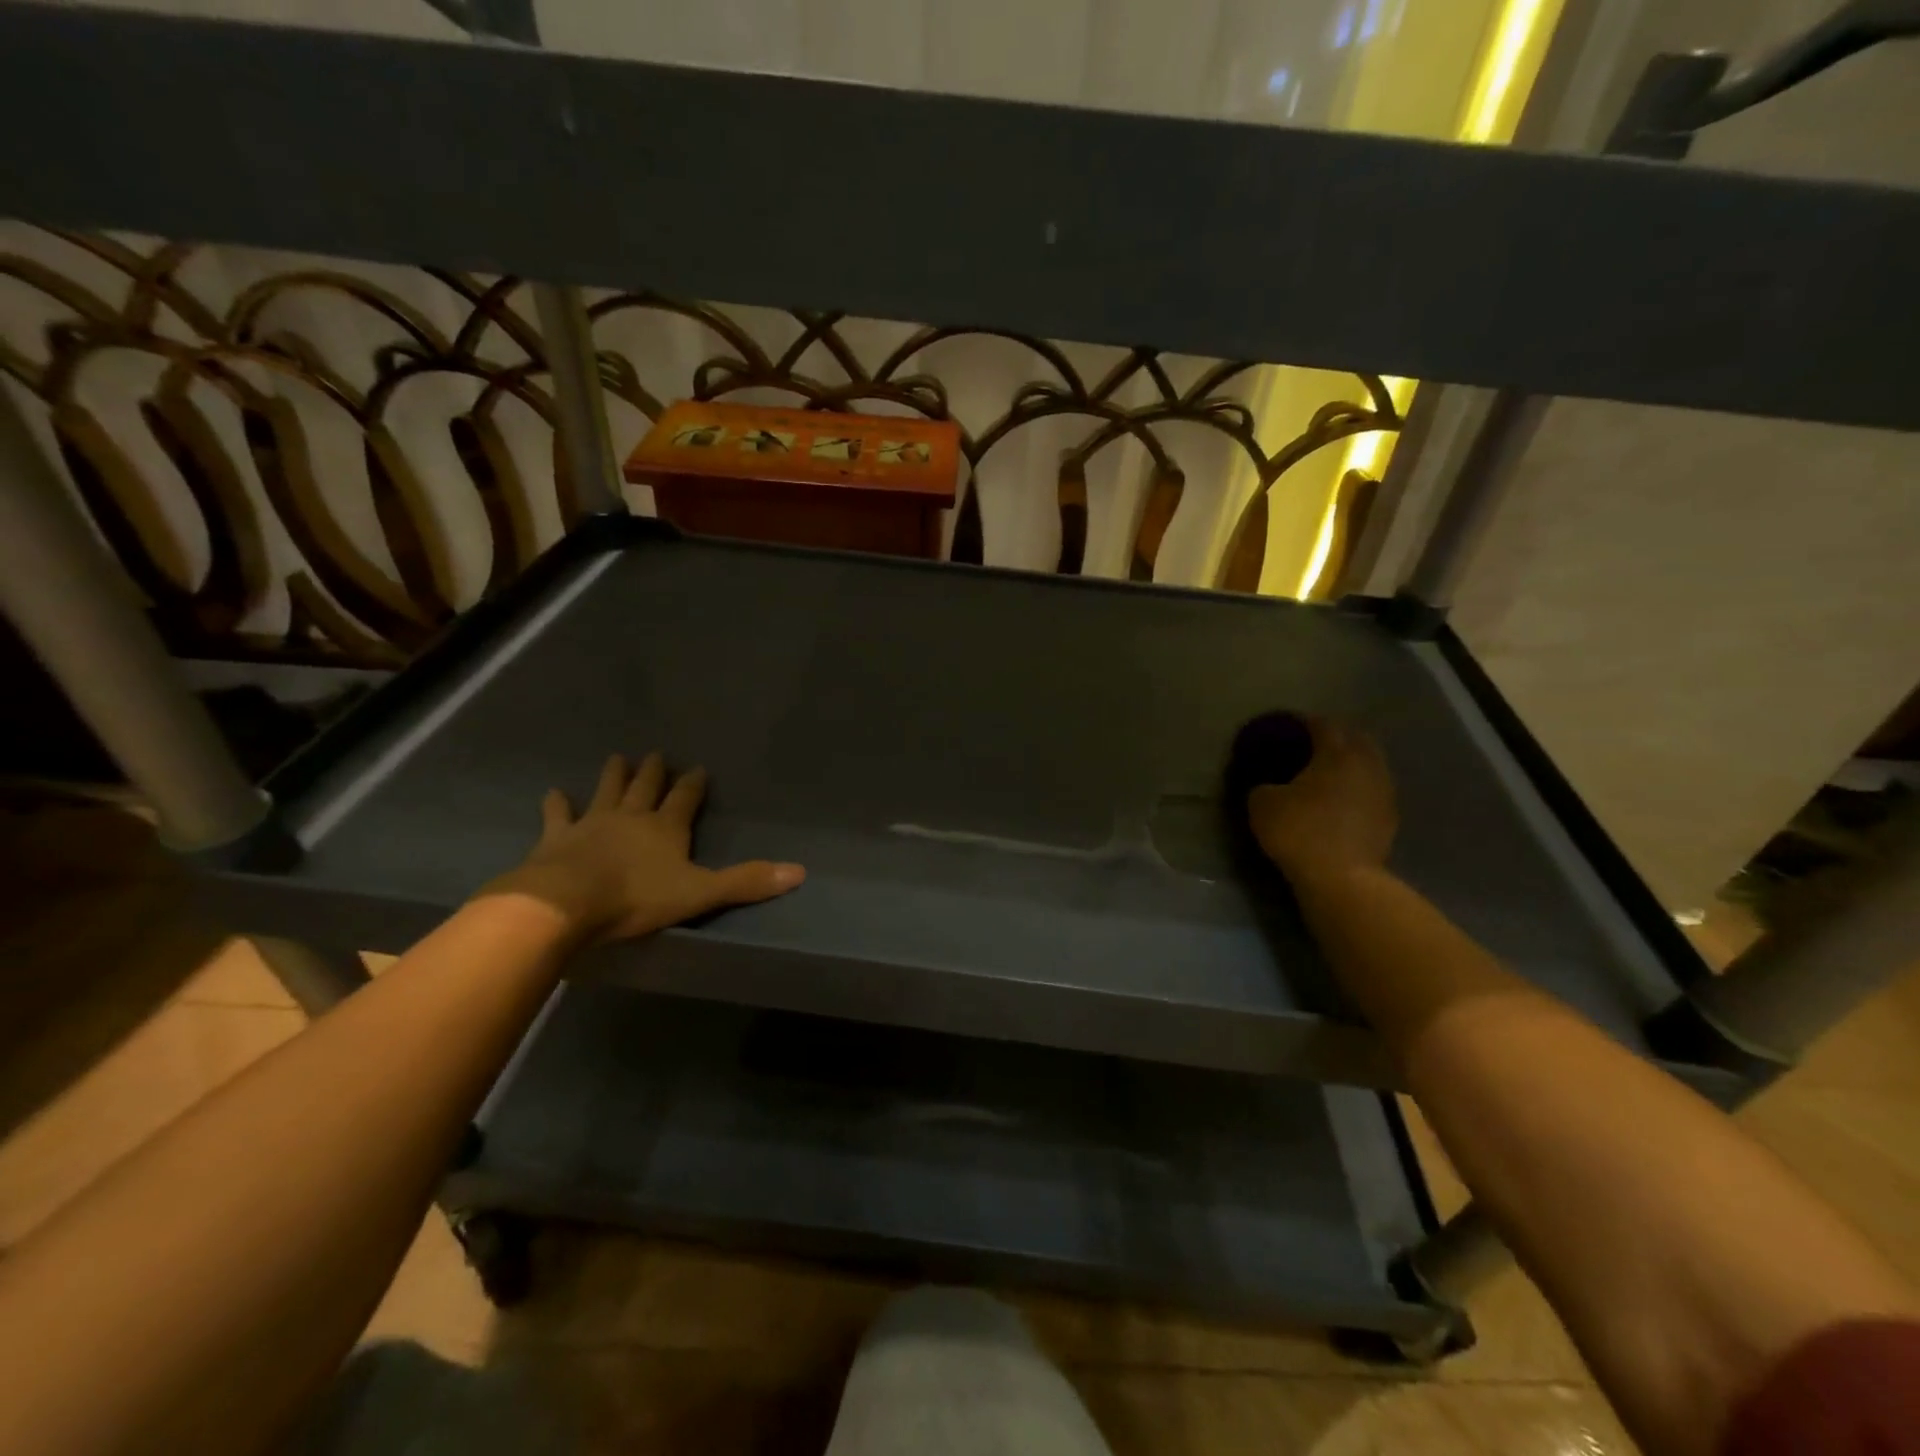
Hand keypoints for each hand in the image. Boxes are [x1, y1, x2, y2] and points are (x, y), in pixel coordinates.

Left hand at [485, 752, 804, 943]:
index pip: (685, 798)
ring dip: (614, 775)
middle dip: (653, 771)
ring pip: (607, 791)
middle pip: (646, 788)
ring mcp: (592, 823)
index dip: (693, 784)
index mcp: (667, 827)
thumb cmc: (636, 897)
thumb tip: (799, 871)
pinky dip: (557, 803)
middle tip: (655, 754)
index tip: (698, 768)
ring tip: (617, 757)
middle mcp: (632, 817)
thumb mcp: (700, 893)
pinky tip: (554, 792)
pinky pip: (558, 815)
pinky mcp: (557, 838)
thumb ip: (746, 882)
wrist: (565, 903)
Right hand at [1247, 716, 1396, 882]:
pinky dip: (1356, 787)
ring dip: (1349, 763)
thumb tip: (1267, 785)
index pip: (1322, 724)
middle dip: (1333, 737)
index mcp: (1336, 752)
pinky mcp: (1389, 818)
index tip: (1286, 727)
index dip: (1302, 722)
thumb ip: (1263, 785)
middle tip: (1309, 745)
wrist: (1342, 879)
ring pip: (1368, 764)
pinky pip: (1371, 790)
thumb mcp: (1262, 804)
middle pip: (1354, 738)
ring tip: (1325, 773)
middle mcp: (1366, 764)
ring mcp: (1383, 791)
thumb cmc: (1300, 832)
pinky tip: (1339, 799)